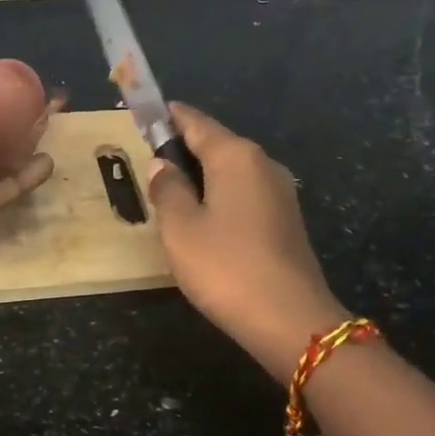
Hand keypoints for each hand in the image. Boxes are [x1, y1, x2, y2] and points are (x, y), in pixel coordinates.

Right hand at [145, 103, 348, 380]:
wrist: (290, 320)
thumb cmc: (226, 266)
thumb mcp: (180, 228)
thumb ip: (167, 189)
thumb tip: (162, 164)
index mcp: (235, 156)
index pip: (195, 121)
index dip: (167, 117)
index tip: (144, 115)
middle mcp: (262, 164)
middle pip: (216, 144)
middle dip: (183, 149)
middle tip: (149, 163)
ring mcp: (280, 193)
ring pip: (231, 172)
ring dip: (202, 177)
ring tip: (171, 194)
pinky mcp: (286, 220)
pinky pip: (244, 195)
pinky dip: (220, 197)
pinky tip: (204, 220)